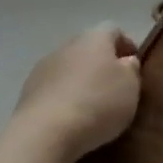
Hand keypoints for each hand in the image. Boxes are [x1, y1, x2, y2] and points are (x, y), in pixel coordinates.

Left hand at [14, 26, 140, 159]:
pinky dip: (65, 98)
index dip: (126, 44)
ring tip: (95, 106)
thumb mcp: (131, 86)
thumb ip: (131, 69)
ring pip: (69, 68)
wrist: (46, 133)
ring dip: (82, 81)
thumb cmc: (98, 103)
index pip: (113, 30)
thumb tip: (125, 61)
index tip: (135, 65)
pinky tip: (74, 118)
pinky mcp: (27, 92)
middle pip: (88, 48)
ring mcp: (42, 69)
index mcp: (94, 39)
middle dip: (103, 64)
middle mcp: (66, 47)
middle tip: (117, 86)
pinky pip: (54, 89)